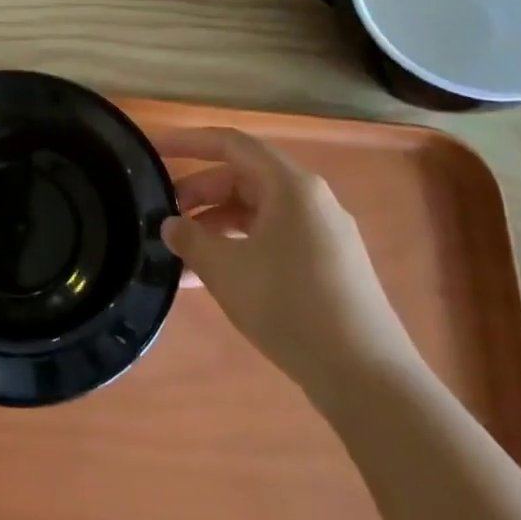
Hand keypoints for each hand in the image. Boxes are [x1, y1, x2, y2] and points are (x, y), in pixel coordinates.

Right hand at [159, 127, 414, 398]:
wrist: (367, 378)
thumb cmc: (290, 306)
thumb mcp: (226, 270)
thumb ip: (190, 239)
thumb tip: (171, 225)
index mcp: (290, 185)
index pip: (230, 143)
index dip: (188, 141)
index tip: (153, 150)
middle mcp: (310, 199)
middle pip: (243, 178)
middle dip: (198, 193)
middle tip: (163, 216)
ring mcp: (323, 233)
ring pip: (256, 212)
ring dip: (215, 226)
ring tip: (180, 254)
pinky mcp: (328, 265)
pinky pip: (272, 239)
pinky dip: (238, 248)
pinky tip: (210, 279)